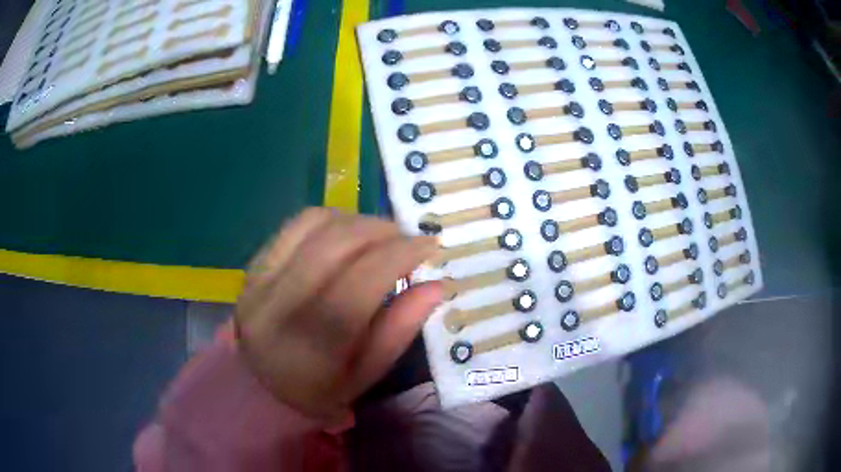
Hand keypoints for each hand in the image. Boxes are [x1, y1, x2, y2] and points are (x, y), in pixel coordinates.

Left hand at [234, 208, 441, 419]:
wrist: (260, 387)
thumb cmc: (319, 390)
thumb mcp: (365, 376)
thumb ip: (399, 331)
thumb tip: (436, 286)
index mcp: (310, 347)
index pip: (360, 283)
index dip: (400, 255)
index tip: (430, 245)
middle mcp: (277, 307)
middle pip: (335, 244)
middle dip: (382, 230)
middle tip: (408, 238)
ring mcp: (258, 281)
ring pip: (313, 224)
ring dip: (357, 221)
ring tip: (382, 234)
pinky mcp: (253, 266)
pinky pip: (295, 225)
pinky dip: (331, 220)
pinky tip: (348, 232)